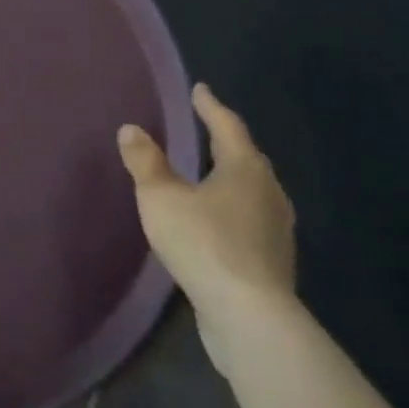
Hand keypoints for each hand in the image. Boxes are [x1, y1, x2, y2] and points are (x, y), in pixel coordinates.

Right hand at [118, 84, 296, 373]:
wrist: (250, 318)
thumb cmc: (204, 243)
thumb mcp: (161, 197)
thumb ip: (146, 162)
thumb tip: (131, 129)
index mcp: (245, 168)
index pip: (227, 126)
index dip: (210, 106)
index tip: (200, 89)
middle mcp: (268, 192)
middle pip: (247, 157)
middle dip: (226, 141)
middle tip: (207, 128)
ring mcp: (277, 230)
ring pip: (253, 190)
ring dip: (232, 177)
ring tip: (210, 173)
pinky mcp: (273, 262)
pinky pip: (252, 220)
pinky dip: (234, 209)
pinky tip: (218, 220)